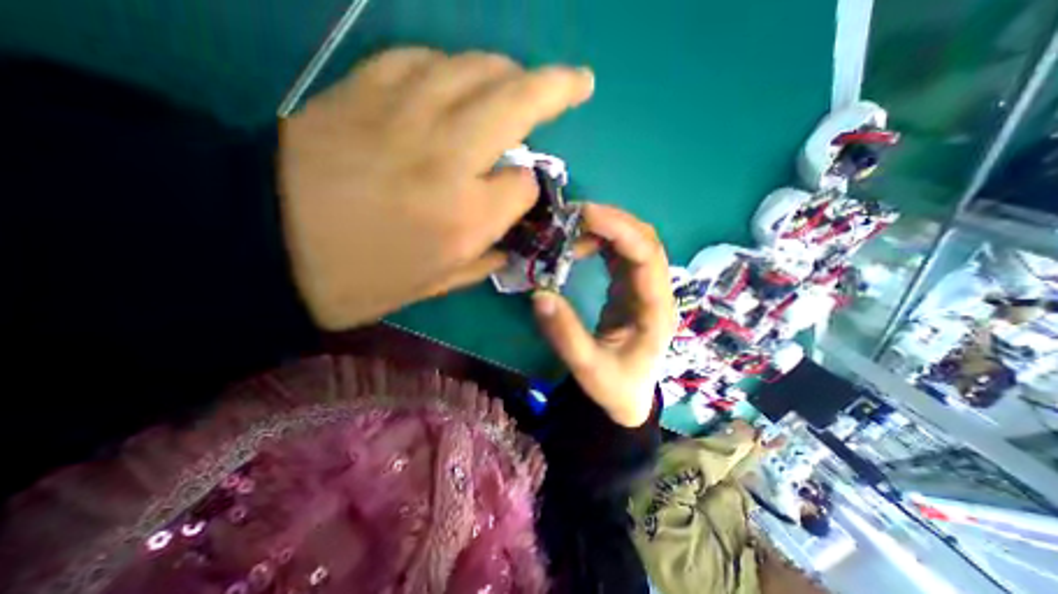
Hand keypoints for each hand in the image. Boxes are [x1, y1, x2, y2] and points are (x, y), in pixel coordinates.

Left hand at [278, 46, 594, 327]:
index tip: (520, 195)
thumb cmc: (359, 279)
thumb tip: (509, 239)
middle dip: (557, 89)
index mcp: (466, 217)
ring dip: (509, 70)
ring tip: (523, 79)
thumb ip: (484, 259)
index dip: (529, 187)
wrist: (261, 246)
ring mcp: (405, 114)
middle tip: (579, 82)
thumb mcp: (434, 286)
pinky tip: (457, 79)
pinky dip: (453, 66)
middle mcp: (449, 158)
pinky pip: (425, 59)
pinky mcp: (364, 90)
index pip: (526, 184)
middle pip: (517, 103)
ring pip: (476, 69)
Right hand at [534, 205, 672, 425]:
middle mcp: (657, 292)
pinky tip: (581, 241)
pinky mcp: (631, 289)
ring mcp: (645, 289)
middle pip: (646, 241)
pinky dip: (603, 241)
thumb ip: (565, 334)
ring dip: (607, 228)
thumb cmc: (615, 386)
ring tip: (573, 225)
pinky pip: (621, 255)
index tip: (584, 215)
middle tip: (573, 215)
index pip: (647, 257)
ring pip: (635, 243)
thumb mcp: (588, 368)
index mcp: (656, 310)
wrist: (628, 398)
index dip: (619, 230)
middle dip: (612, 221)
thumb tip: (540, 295)